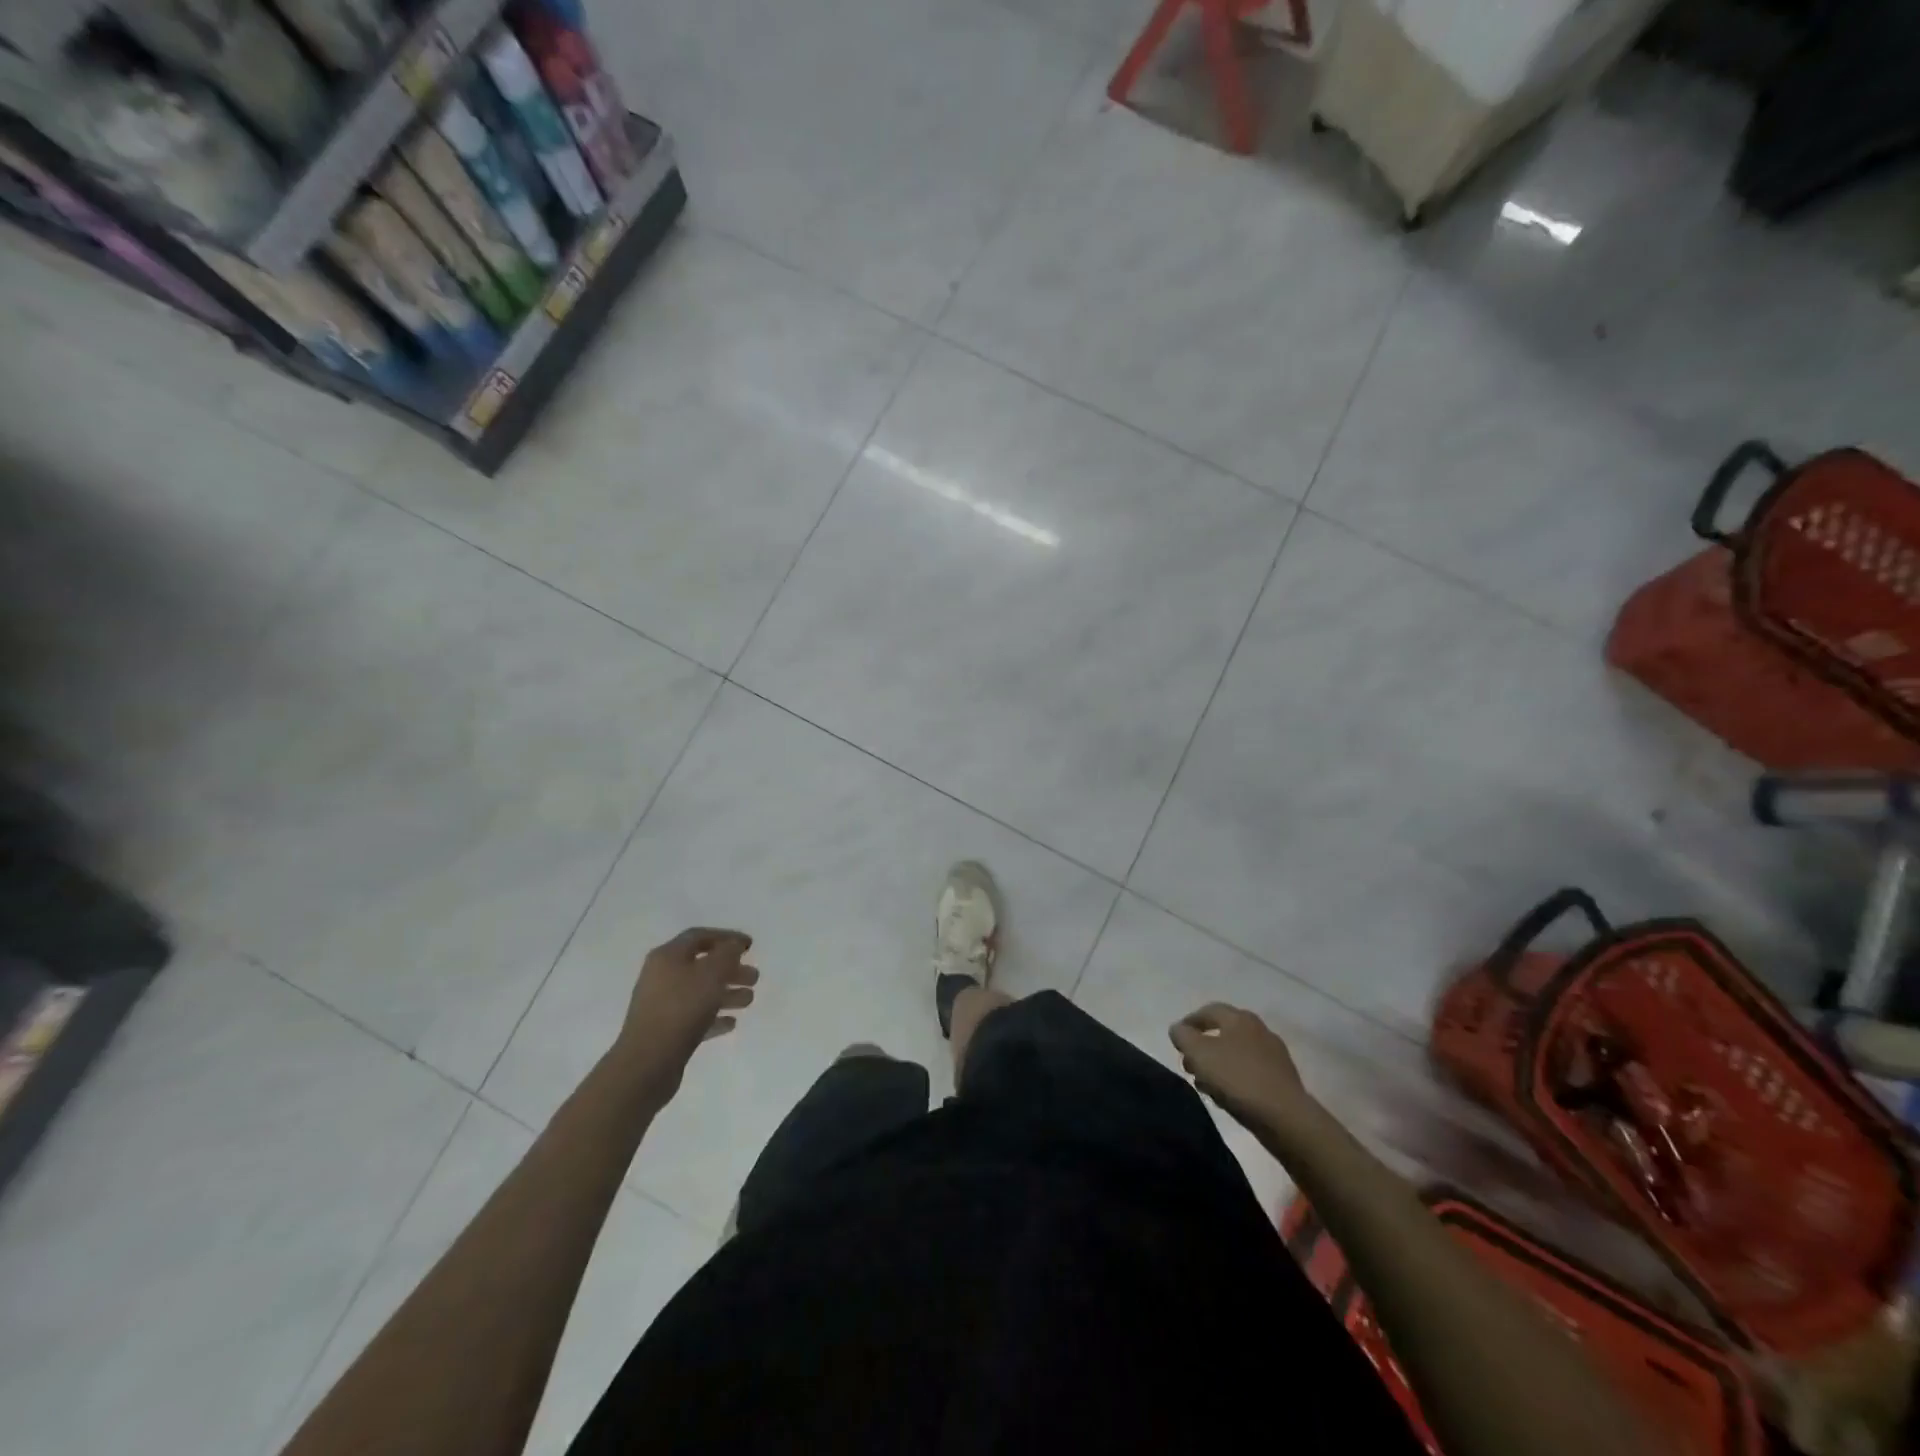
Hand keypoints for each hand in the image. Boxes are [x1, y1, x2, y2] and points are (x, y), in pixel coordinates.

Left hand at [616, 927, 758, 1100]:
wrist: (647, 1063)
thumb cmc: (682, 1008)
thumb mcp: (711, 974)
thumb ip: (727, 954)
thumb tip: (733, 945)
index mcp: (667, 956)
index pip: (699, 936)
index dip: (727, 937)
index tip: (750, 946)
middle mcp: (661, 976)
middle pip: (701, 965)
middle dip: (731, 969)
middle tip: (754, 977)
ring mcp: (661, 1005)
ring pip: (700, 992)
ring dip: (727, 993)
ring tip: (749, 1000)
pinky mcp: (665, 1031)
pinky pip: (694, 1017)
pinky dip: (714, 1016)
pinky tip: (731, 1023)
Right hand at [1170, 1003, 1311, 1131]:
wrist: (1285, 1117)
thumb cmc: (1237, 1078)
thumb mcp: (1199, 1053)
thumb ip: (1183, 1036)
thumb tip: (1179, 1029)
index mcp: (1240, 1018)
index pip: (1209, 1010)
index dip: (1189, 1022)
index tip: (1177, 1039)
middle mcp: (1259, 1030)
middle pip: (1223, 1033)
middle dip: (1202, 1047)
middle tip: (1189, 1065)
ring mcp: (1274, 1055)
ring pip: (1236, 1054)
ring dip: (1217, 1065)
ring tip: (1204, 1084)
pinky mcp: (1282, 1080)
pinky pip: (1250, 1073)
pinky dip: (1234, 1079)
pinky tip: (1227, 1096)